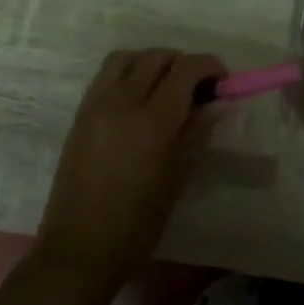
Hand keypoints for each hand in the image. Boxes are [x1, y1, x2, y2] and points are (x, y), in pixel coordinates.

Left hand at [34, 48, 226, 287]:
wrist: (80, 247)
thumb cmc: (138, 223)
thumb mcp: (177, 178)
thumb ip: (197, 132)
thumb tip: (220, 102)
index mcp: (153, 120)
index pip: (185, 69)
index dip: (209, 66)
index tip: (223, 80)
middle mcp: (122, 101)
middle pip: (156, 57)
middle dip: (183, 63)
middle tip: (198, 88)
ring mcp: (96, 105)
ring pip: (127, 58)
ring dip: (151, 62)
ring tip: (166, 88)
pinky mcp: (80, 114)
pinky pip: (106, 76)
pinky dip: (127, 73)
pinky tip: (138, 100)